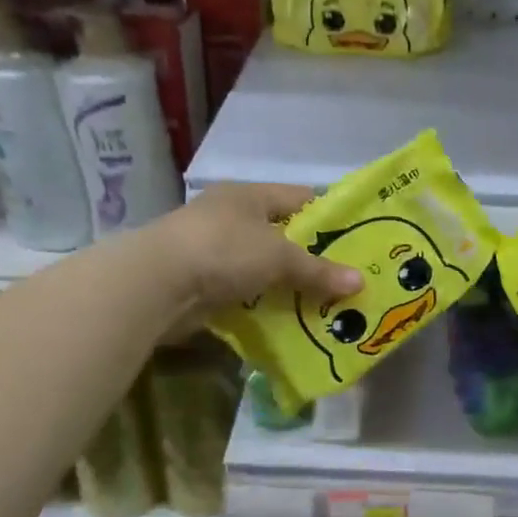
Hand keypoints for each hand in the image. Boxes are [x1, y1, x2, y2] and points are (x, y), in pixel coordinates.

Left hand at [147, 183, 362, 330]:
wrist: (156, 285)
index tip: (358, 238)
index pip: (300, 198)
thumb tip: (361, 283)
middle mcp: (232, 217)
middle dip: (312, 258)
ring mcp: (214, 250)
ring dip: (289, 285)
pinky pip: (246, 292)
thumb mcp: (279, 257)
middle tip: (347, 278)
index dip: (330, 216)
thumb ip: (319, 270)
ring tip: (326, 303)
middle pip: (283, 236)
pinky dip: (266, 305)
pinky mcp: (204, 283)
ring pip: (264, 267)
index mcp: (249, 196)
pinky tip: (291, 320)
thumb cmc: (223, 250)